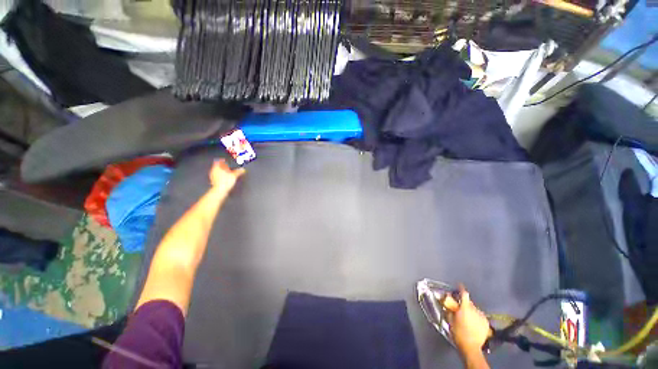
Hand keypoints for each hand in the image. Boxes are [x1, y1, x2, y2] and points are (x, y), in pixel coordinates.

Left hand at [209, 159, 245, 194]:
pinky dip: (220, 175)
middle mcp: (213, 170)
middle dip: (222, 166)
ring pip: (216, 171)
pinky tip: (224, 178)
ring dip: (221, 171)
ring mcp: (212, 176)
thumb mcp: (234, 176)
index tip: (225, 161)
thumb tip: (243, 169)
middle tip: (227, 166)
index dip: (222, 160)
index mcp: (217, 167)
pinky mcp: (213, 181)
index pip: (219, 161)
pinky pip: (216, 176)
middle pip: (217, 166)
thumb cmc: (225, 181)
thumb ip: (238, 172)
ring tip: (226, 172)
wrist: (220, 190)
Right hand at [444, 285, 490, 356]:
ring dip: (470, 310)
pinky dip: (476, 316)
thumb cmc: (458, 333)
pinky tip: (473, 322)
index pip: (464, 294)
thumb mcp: (450, 320)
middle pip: (469, 302)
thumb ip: (450, 309)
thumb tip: (448, 303)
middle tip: (460, 307)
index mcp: (465, 308)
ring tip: (467, 317)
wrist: (471, 347)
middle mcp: (475, 310)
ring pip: (475, 309)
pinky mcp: (486, 323)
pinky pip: (480, 316)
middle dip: (464, 303)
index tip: (459, 285)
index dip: (461, 288)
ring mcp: (482, 317)